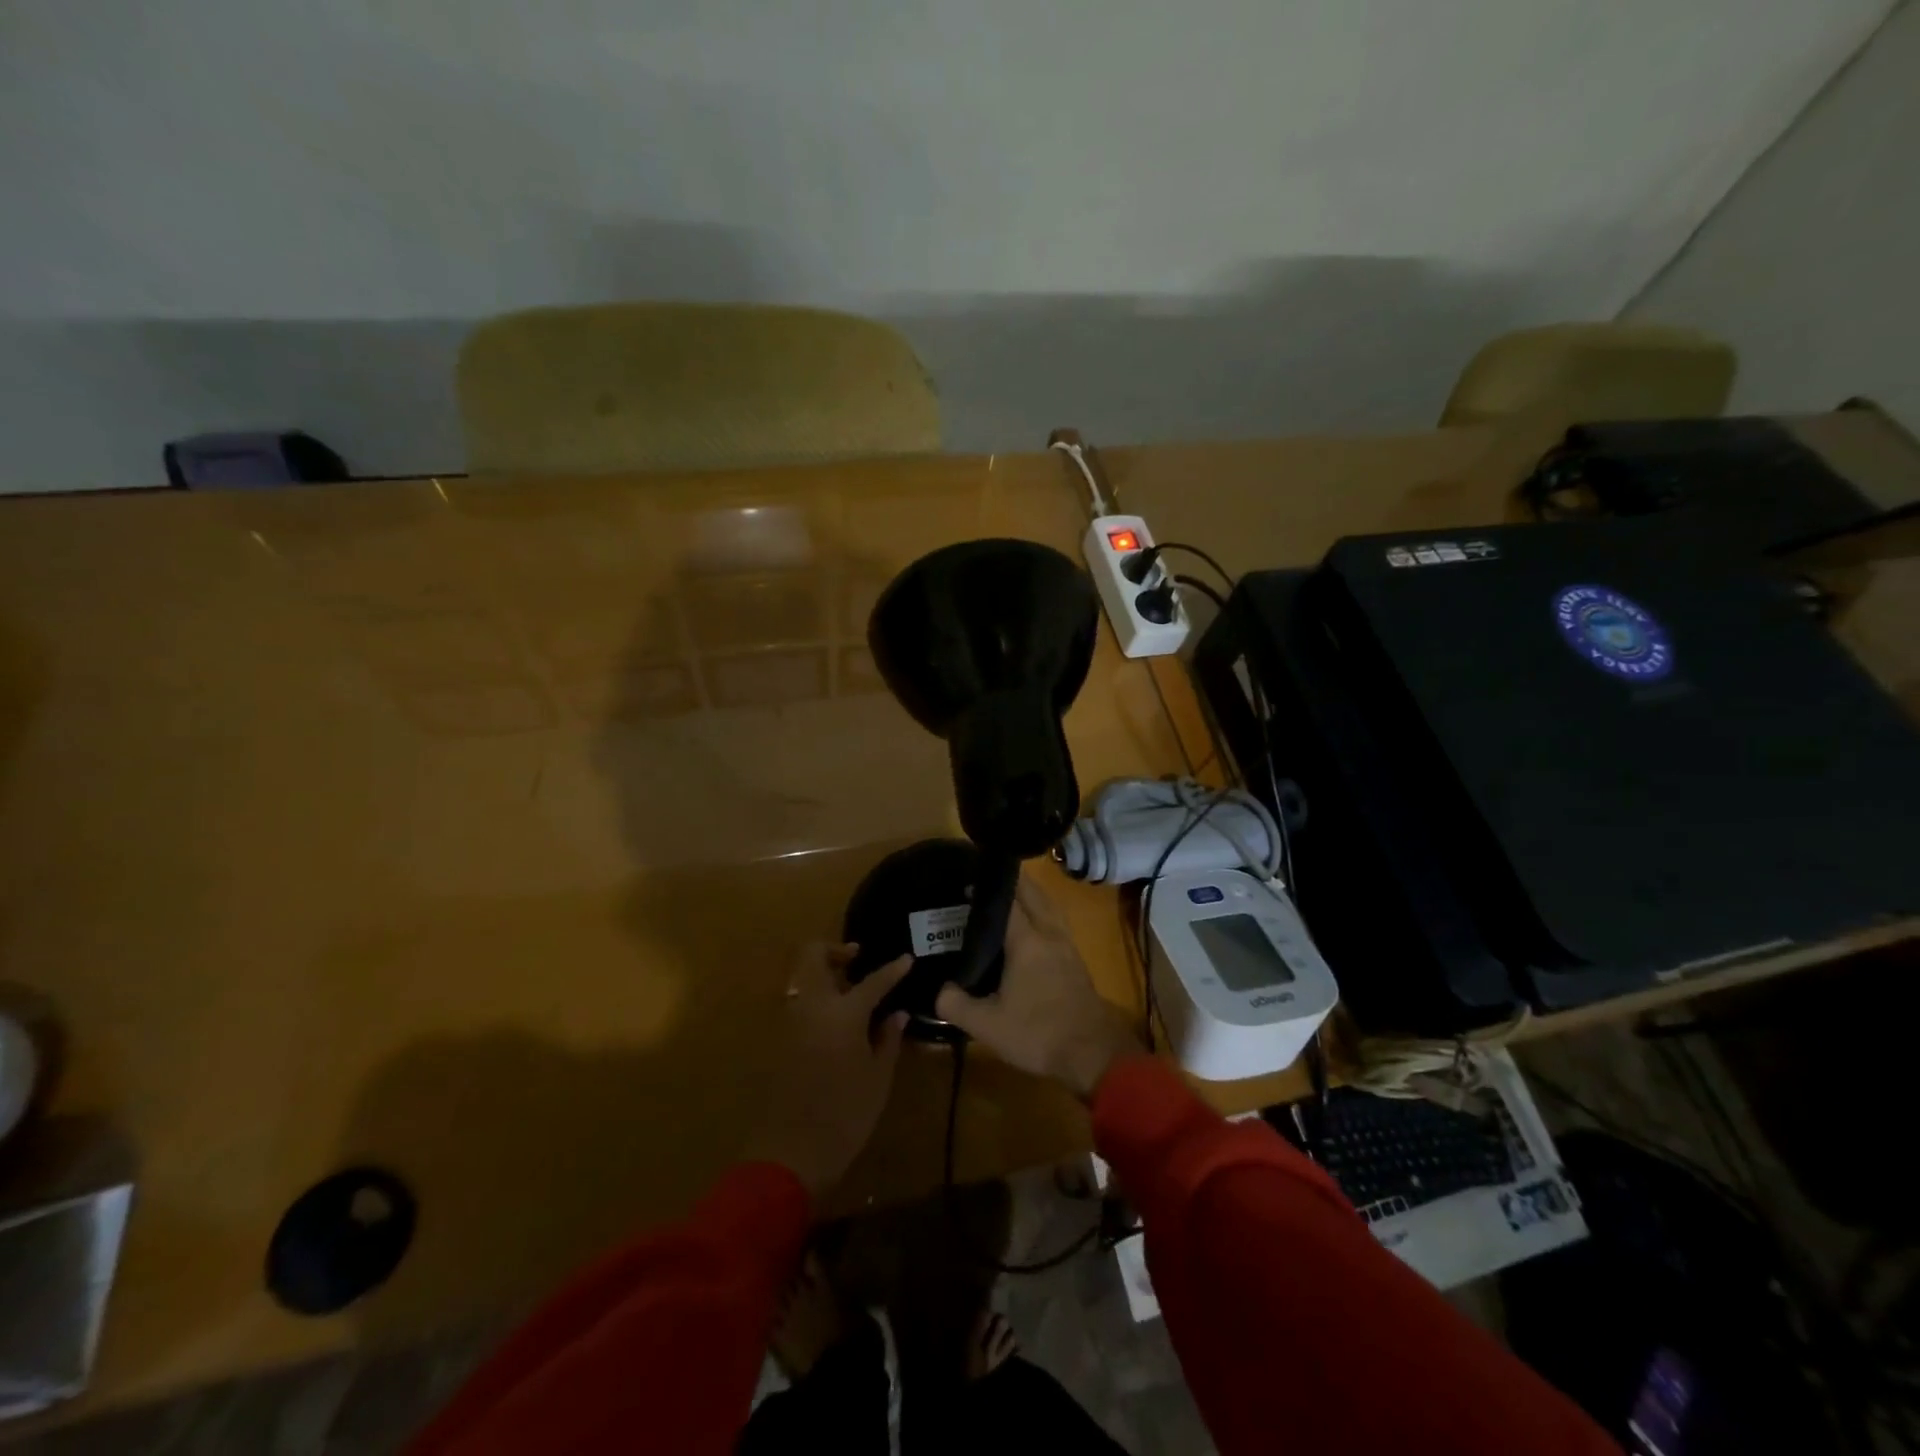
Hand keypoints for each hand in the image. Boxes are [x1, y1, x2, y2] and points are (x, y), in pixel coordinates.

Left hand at [745, 943, 910, 1195]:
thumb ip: (888, 1038)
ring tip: (849, 992)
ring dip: (824, 974)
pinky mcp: (780, 1039)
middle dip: (835, 951)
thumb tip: (896, 1013)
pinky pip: (799, 1003)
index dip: (893, 969)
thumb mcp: (878, 1078)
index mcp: (843, 1012)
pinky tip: (835, 1020)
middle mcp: (813, 1006)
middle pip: (814, 956)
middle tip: (857, 961)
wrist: (791, 1152)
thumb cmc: (845, 1114)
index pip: (873, 980)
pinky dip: (816, 999)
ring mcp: (791, 1021)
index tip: (907, 959)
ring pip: (803, 978)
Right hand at [934, 874, 1142, 1099]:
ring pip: (1048, 906)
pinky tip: (1029, 926)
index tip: (965, 879)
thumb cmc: (1038, 1033)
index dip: (986, 887)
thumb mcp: (987, 1025)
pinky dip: (1041, 912)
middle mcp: (1049, 933)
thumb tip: (939, 990)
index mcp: (1027, 939)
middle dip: (1011, 880)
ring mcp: (1067, 945)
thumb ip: (955, 1004)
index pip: (1007, 899)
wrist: (1093, 1054)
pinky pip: (1055, 922)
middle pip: (1032, 893)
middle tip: (985, 878)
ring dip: (1030, 894)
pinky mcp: (1075, 960)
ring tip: (1007, 894)